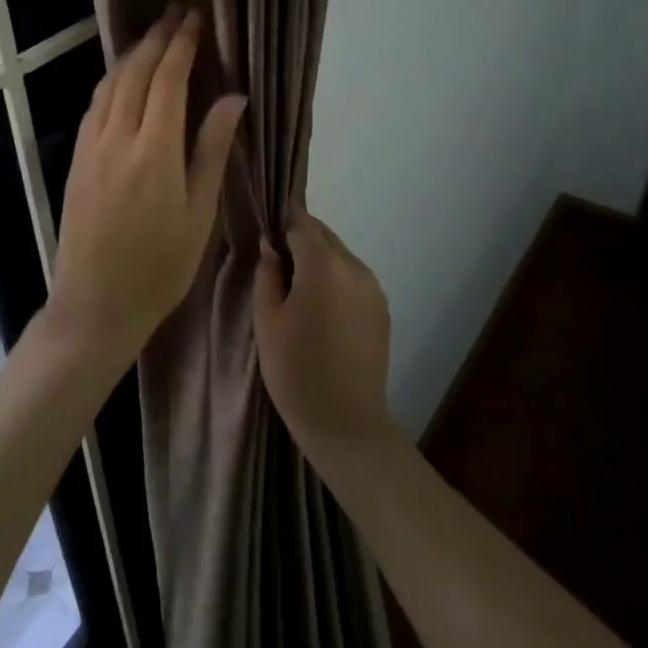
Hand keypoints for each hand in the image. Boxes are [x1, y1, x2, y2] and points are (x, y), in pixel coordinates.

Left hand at [48, 8, 245, 367]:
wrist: (94, 304)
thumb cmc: (159, 266)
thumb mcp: (199, 213)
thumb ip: (213, 149)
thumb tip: (233, 97)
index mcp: (154, 151)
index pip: (168, 80)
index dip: (182, 45)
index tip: (195, 18)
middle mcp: (117, 138)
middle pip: (135, 72)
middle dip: (157, 38)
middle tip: (176, 12)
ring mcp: (90, 147)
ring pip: (110, 84)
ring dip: (132, 54)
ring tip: (153, 35)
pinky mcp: (76, 159)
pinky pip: (95, 104)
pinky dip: (112, 79)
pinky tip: (123, 77)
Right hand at [254, 211, 400, 466]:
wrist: (345, 423)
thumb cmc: (295, 371)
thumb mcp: (267, 321)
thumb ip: (267, 274)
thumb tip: (270, 245)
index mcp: (323, 265)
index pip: (301, 224)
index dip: (281, 226)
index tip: (265, 238)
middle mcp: (354, 267)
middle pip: (324, 236)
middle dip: (300, 240)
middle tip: (276, 266)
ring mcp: (373, 287)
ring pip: (340, 255)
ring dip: (319, 260)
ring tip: (298, 291)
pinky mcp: (382, 307)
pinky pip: (354, 277)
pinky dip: (336, 279)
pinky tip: (322, 309)